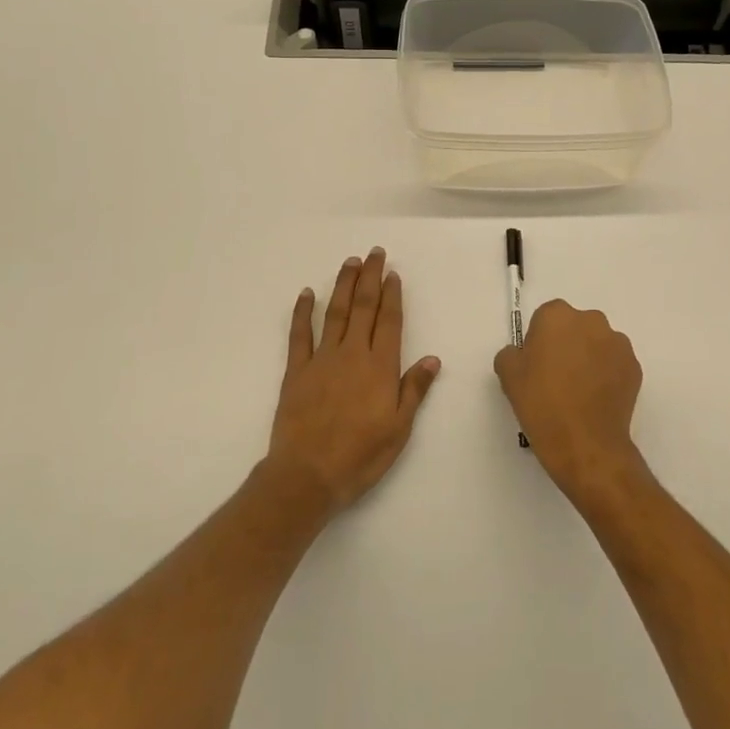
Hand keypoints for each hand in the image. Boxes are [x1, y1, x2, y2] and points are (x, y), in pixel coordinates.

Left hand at [267, 248, 440, 511]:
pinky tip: (306, 293)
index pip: (389, 321)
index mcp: (380, 367)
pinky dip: (302, 312)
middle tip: (374, 253)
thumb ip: (414, 390)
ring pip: (334, 313)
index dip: (392, 295)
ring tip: (349, 262)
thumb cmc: (360, 456)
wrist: (307, 476)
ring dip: (342, 285)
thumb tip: (433, 359)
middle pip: (363, 307)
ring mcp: (322, 359)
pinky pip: (299, 335)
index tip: (393, 273)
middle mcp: (353, 354)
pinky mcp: (296, 371)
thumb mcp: (399, 429)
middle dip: (370, 277)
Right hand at [494, 301, 644, 504]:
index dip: (539, 341)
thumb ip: (511, 353)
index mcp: (557, 316)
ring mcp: (617, 343)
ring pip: (597, 344)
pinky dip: (607, 375)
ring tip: (579, 392)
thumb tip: (523, 353)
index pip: (545, 318)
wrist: (585, 444)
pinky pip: (615, 364)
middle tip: (556, 379)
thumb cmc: (542, 405)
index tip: (536, 366)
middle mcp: (591, 320)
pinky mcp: (634, 366)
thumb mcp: (508, 376)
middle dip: (567, 345)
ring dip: (589, 358)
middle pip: (574, 327)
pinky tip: (596, 400)